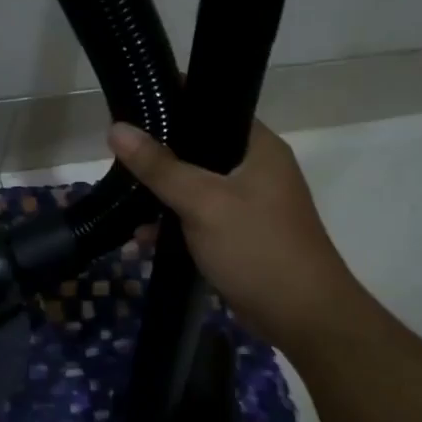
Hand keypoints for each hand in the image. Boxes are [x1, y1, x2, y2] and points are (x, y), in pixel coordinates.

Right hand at [109, 120, 370, 346]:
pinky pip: (198, 218)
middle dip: (159, 155)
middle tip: (119, 155)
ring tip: (122, 198)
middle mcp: (256, 169)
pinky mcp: (239, 235)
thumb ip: (159, 166)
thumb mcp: (203, 202)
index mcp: (258, 148)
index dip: (175, 102)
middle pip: (199, 148)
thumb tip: (117, 128)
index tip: (134, 105)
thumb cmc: (258, 248)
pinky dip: (173, 225)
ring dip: (162, 194)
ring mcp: (249, 204)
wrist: (304, 319)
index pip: (214, 106)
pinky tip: (141, 238)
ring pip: (195, 185)